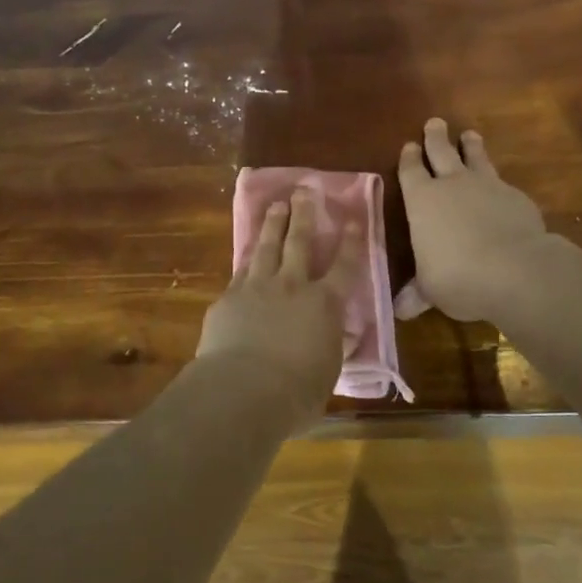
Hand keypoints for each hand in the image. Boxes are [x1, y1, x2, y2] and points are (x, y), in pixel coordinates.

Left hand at [196, 188, 362, 420]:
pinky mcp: (229, 297)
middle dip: (304, 214)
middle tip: (304, 190)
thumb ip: (331, 348)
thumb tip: (339, 336)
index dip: (351, 241)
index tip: (353, 218)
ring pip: (266, 246)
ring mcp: (257, 287)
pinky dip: (247, 257)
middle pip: (299, 241)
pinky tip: (247, 251)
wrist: (241, 390)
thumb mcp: (326, 373)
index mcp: (324, 304)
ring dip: (273, 223)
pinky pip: (241, 270)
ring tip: (276, 205)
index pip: (344, 266)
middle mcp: (292, 286)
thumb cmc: (295, 392)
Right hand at [398, 118, 549, 322]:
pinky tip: (502, 187)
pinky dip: (498, 182)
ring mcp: (487, 186)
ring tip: (470, 135)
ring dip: (471, 146)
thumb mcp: (430, 289)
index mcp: (422, 200)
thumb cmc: (457, 276)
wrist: (515, 269)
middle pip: (442, 152)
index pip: (411, 171)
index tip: (409, 146)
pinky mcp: (516, 196)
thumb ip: (416, 293)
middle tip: (435, 122)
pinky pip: (503, 182)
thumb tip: (399, 310)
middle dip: (436, 137)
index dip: (409, 159)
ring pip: (476, 157)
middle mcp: (452, 184)